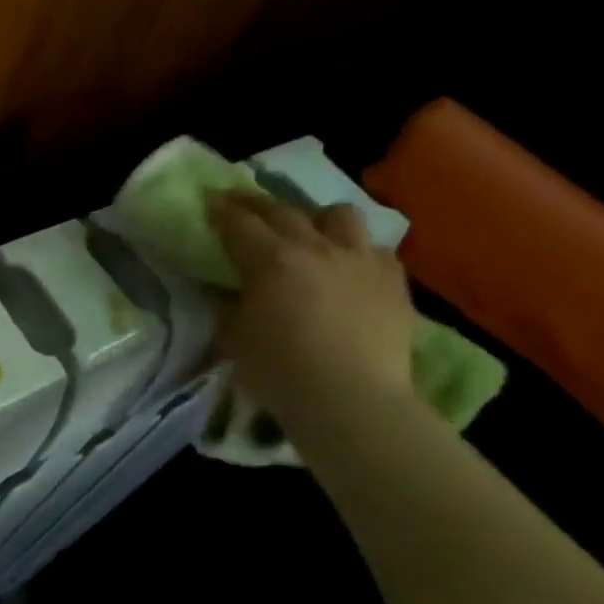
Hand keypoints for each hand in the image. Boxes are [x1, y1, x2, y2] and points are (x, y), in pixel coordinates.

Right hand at [209, 192, 416, 424]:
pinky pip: (378, 251)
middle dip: (258, 205)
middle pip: (283, 210)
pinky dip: (359, 252)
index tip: (209, 203)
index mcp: (270, 259)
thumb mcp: (233, 336)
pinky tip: (350, 268)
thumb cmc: (280, 370)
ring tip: (310, 234)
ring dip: (318, 219)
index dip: (220, 211)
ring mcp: (359, 261)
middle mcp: (315, 248)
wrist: (353, 401)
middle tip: (243, 207)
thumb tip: (223, 287)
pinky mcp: (393, 283)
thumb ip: (227, 304)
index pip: (238, 223)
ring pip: (339, 215)